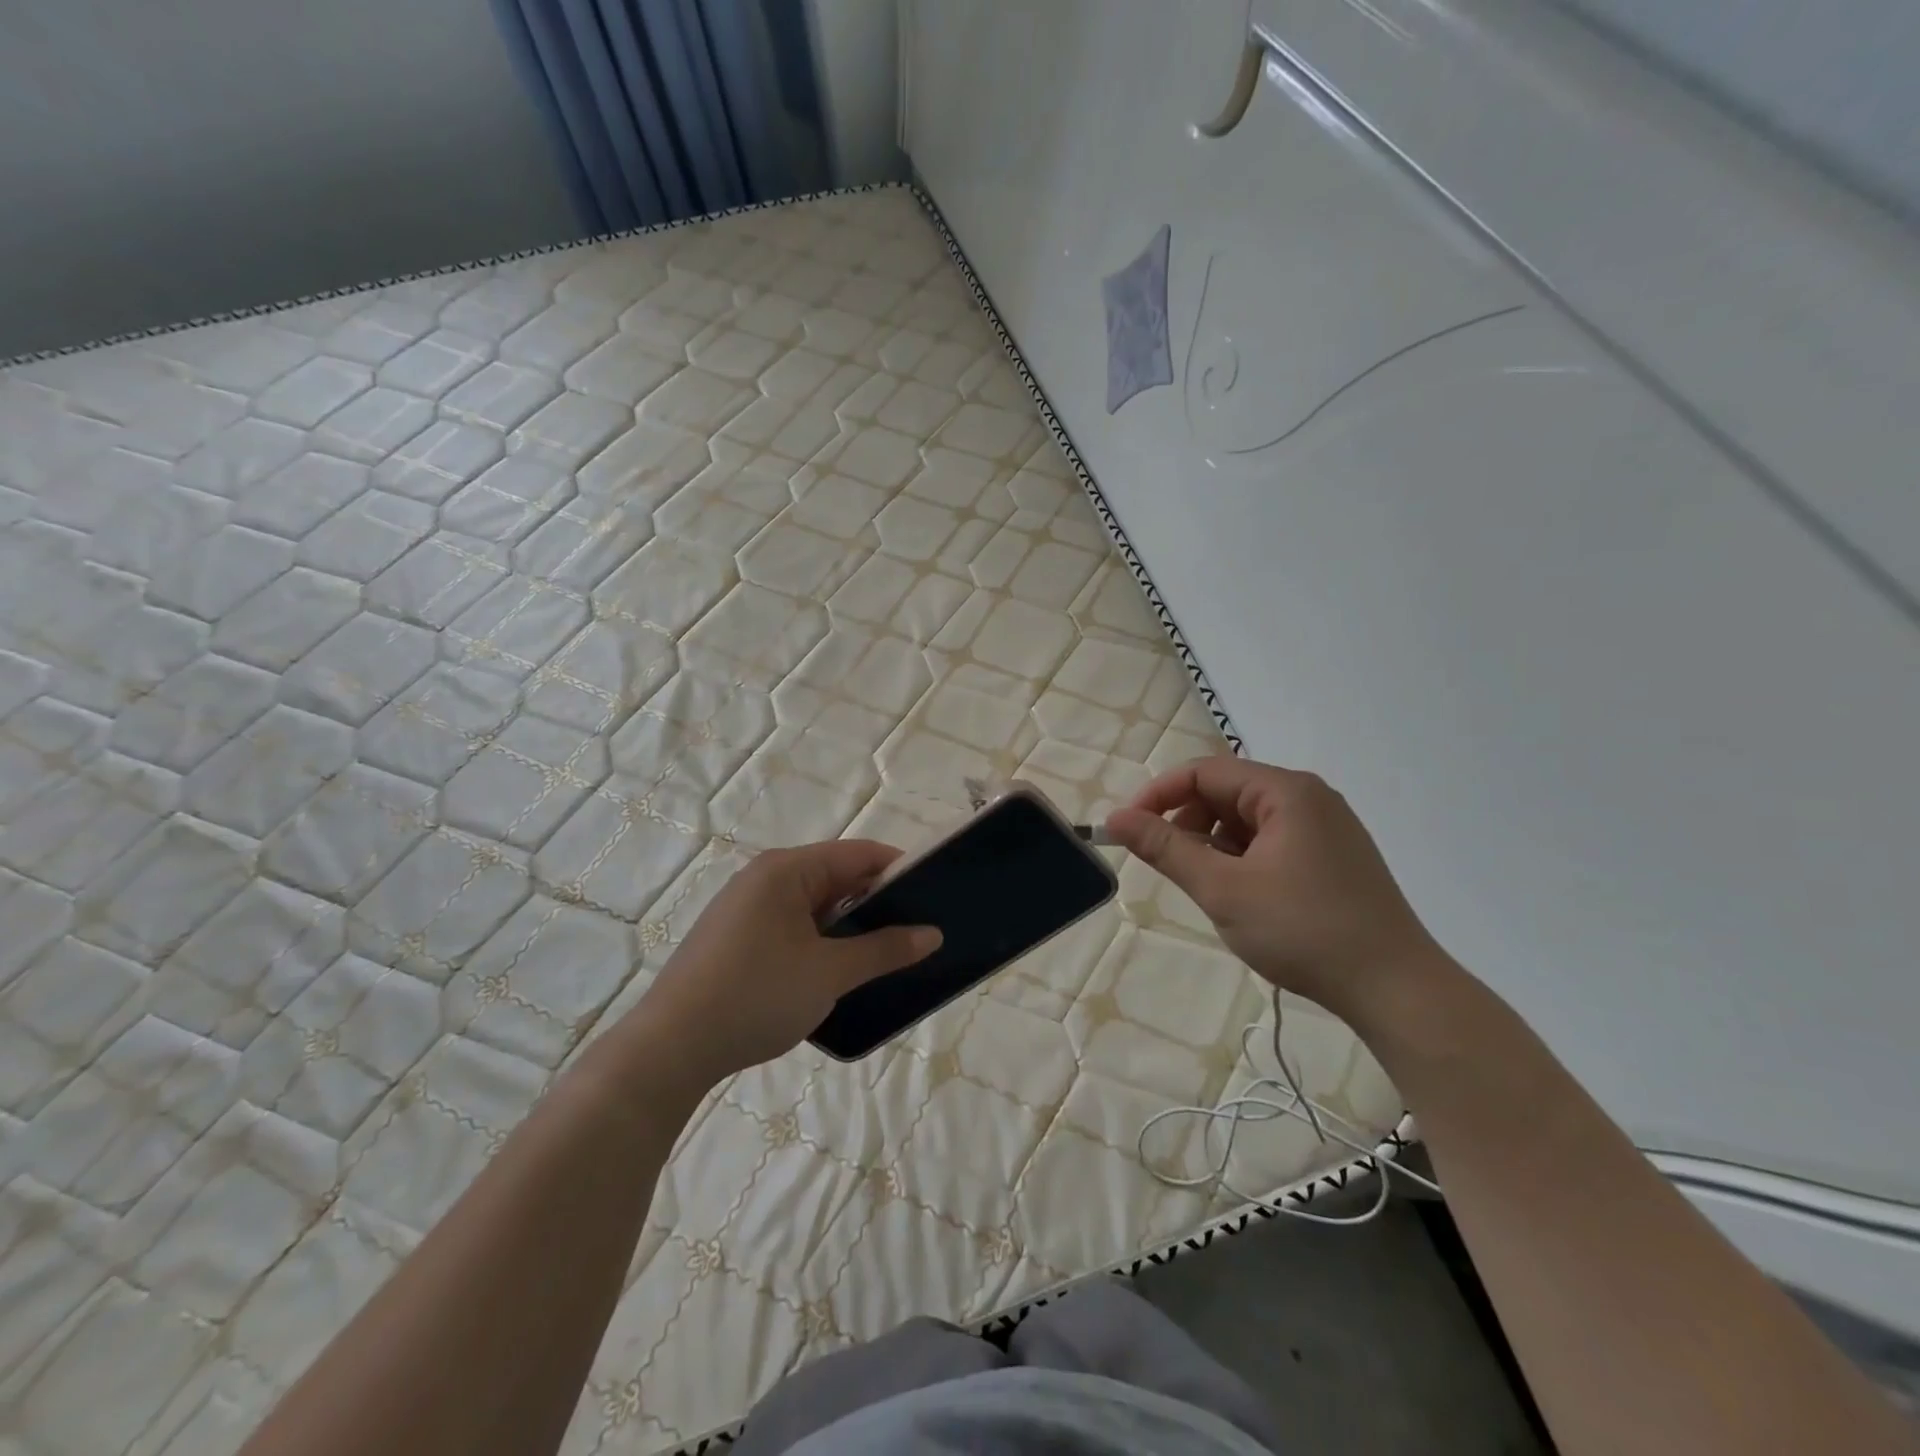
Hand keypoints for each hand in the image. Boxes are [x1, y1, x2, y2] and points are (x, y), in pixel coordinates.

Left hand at [629, 841, 939, 1087]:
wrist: (669, 1049)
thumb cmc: (756, 994)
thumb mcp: (829, 972)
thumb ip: (884, 949)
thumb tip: (932, 934)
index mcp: (786, 870)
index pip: (858, 854)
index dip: (898, 870)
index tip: (932, 896)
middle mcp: (764, 879)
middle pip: (835, 877)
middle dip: (875, 903)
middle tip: (913, 932)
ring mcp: (745, 910)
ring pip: (813, 907)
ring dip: (847, 928)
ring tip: (882, 956)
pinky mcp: (734, 940)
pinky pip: (791, 928)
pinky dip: (819, 943)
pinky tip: (835, 973)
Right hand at [1106, 757, 1442, 1015]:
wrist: (1396, 989)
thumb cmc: (1303, 931)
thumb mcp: (1222, 889)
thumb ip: (1165, 849)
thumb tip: (1115, 818)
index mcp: (1286, 792)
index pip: (1204, 772)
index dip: (1158, 795)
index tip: (1127, 829)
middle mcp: (1309, 798)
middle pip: (1227, 792)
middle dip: (1187, 821)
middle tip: (1166, 863)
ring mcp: (1327, 828)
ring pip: (1247, 819)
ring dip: (1213, 843)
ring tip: (1206, 886)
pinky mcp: (1334, 857)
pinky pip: (1272, 840)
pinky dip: (1242, 858)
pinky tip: (1241, 896)